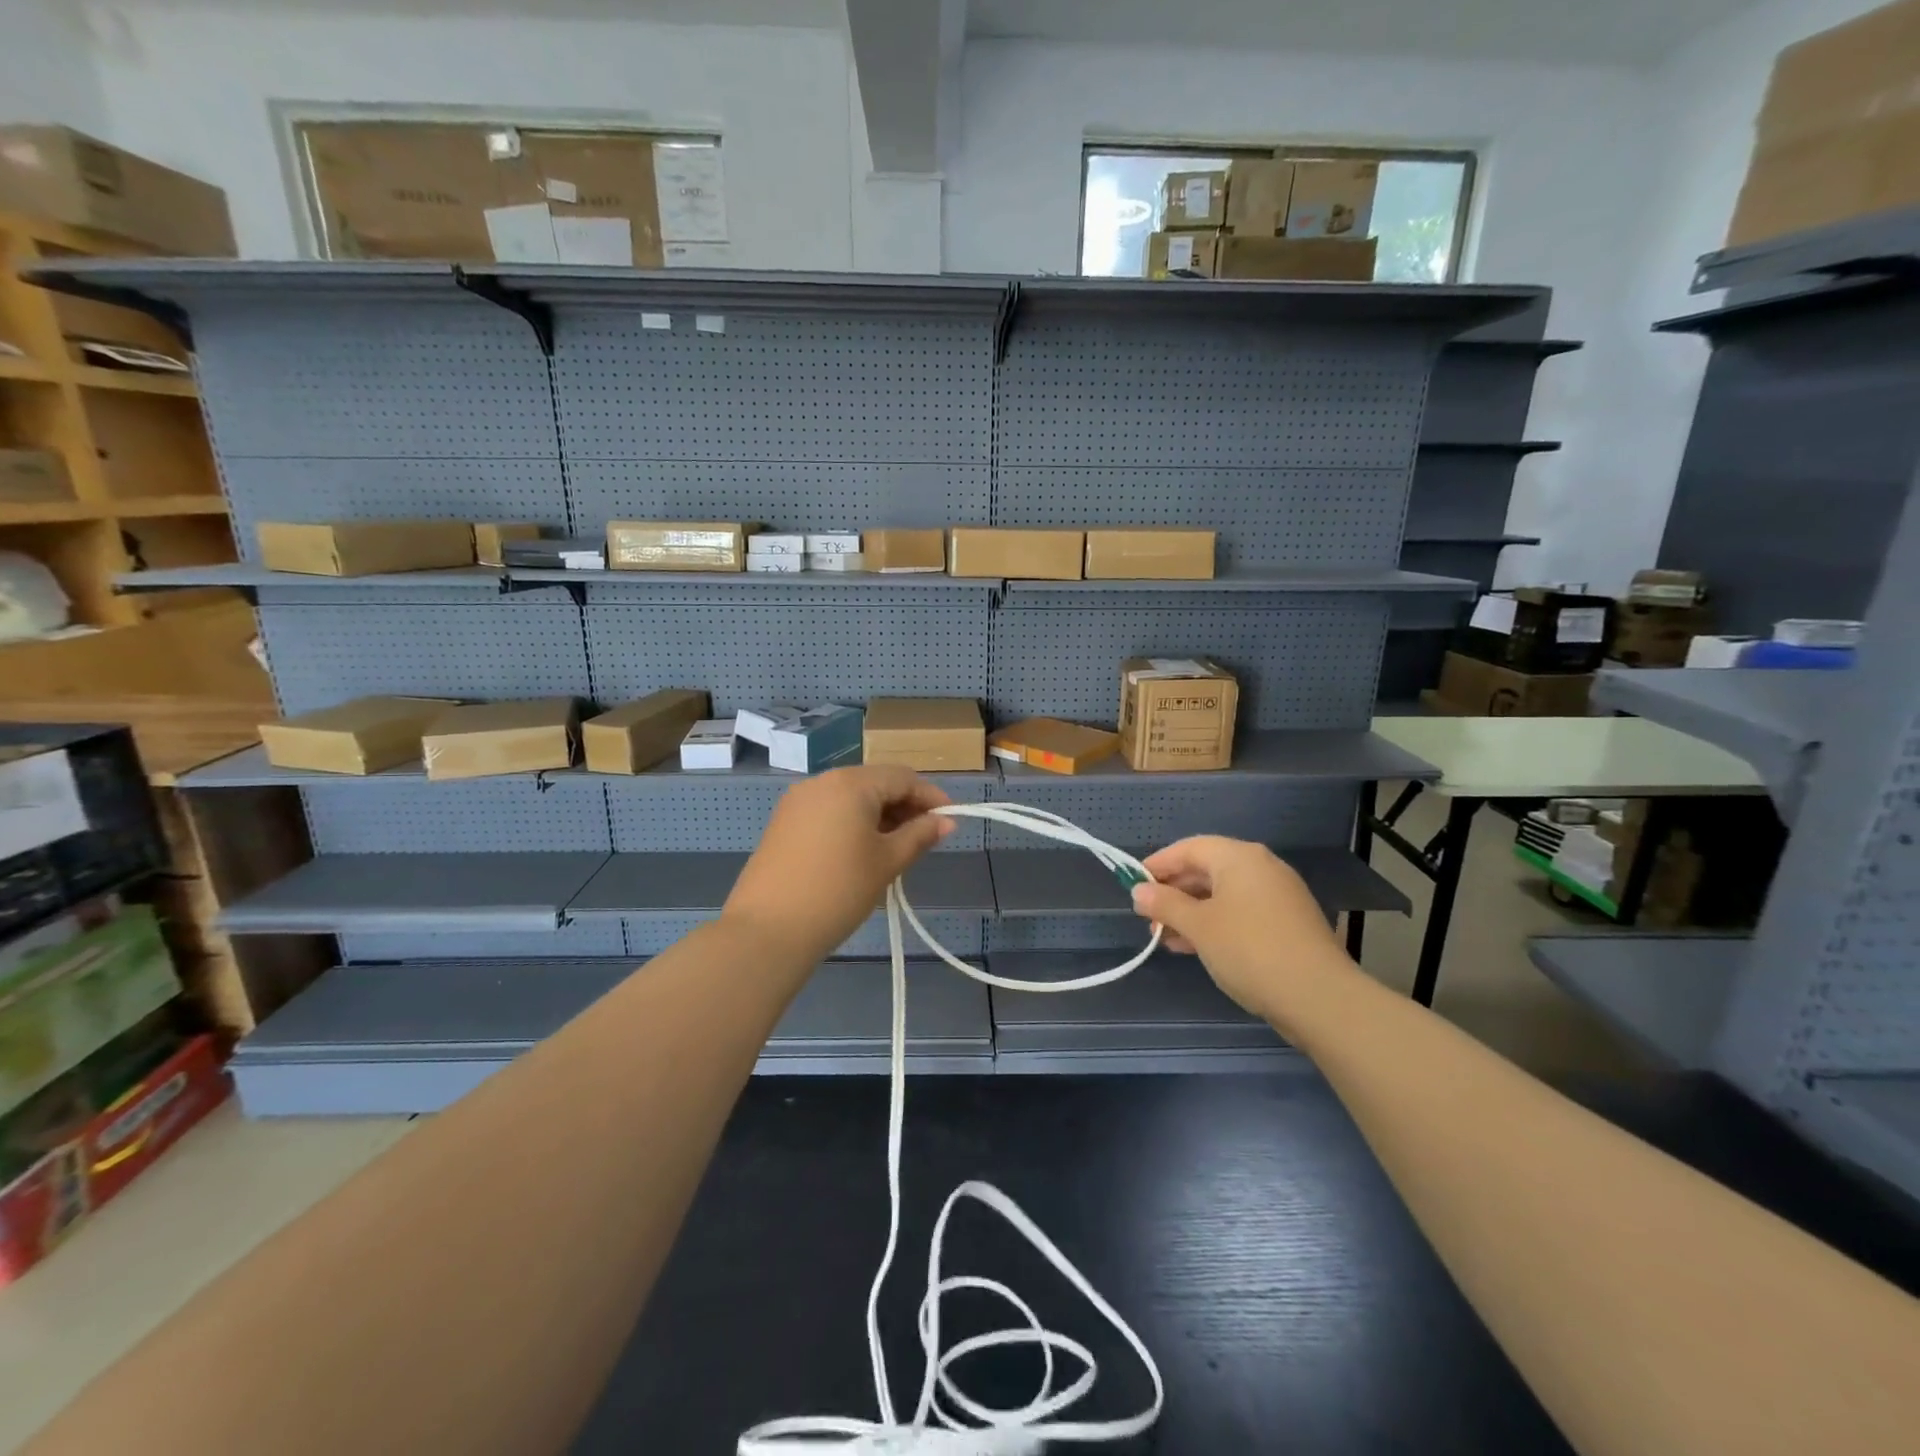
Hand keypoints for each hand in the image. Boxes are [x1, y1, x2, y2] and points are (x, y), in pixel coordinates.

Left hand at [724, 765, 954, 962]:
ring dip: (878, 814)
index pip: (902, 777)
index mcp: (851, 783)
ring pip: (850, 796)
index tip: (949, 821)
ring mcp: (798, 800)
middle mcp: (822, 781)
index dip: (930, 796)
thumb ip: (919, 835)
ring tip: (896, 848)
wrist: (768, 929)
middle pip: (875, 782)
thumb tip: (946, 821)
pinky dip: (852, 822)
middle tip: (925, 838)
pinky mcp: (783, 822)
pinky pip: (829, 810)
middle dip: (904, 805)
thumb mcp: (887, 862)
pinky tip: (861, 851)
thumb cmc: (839, 891)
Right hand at [1130, 836, 1353, 1015]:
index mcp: (1240, 857)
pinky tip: (1195, 947)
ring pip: (1222, 894)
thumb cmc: (1249, 950)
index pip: (1189, 848)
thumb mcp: (1198, 926)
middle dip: (1173, 892)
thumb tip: (1139, 890)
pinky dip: (1214, 923)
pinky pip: (1240, 912)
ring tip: (1164, 937)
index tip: (1133, 884)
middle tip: (1147, 916)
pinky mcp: (1287, 923)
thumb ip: (1165, 904)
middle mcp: (1261, 867)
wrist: (1319, 998)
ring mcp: (1278, 896)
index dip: (1158, 863)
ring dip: (1191, 912)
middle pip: (1206, 869)